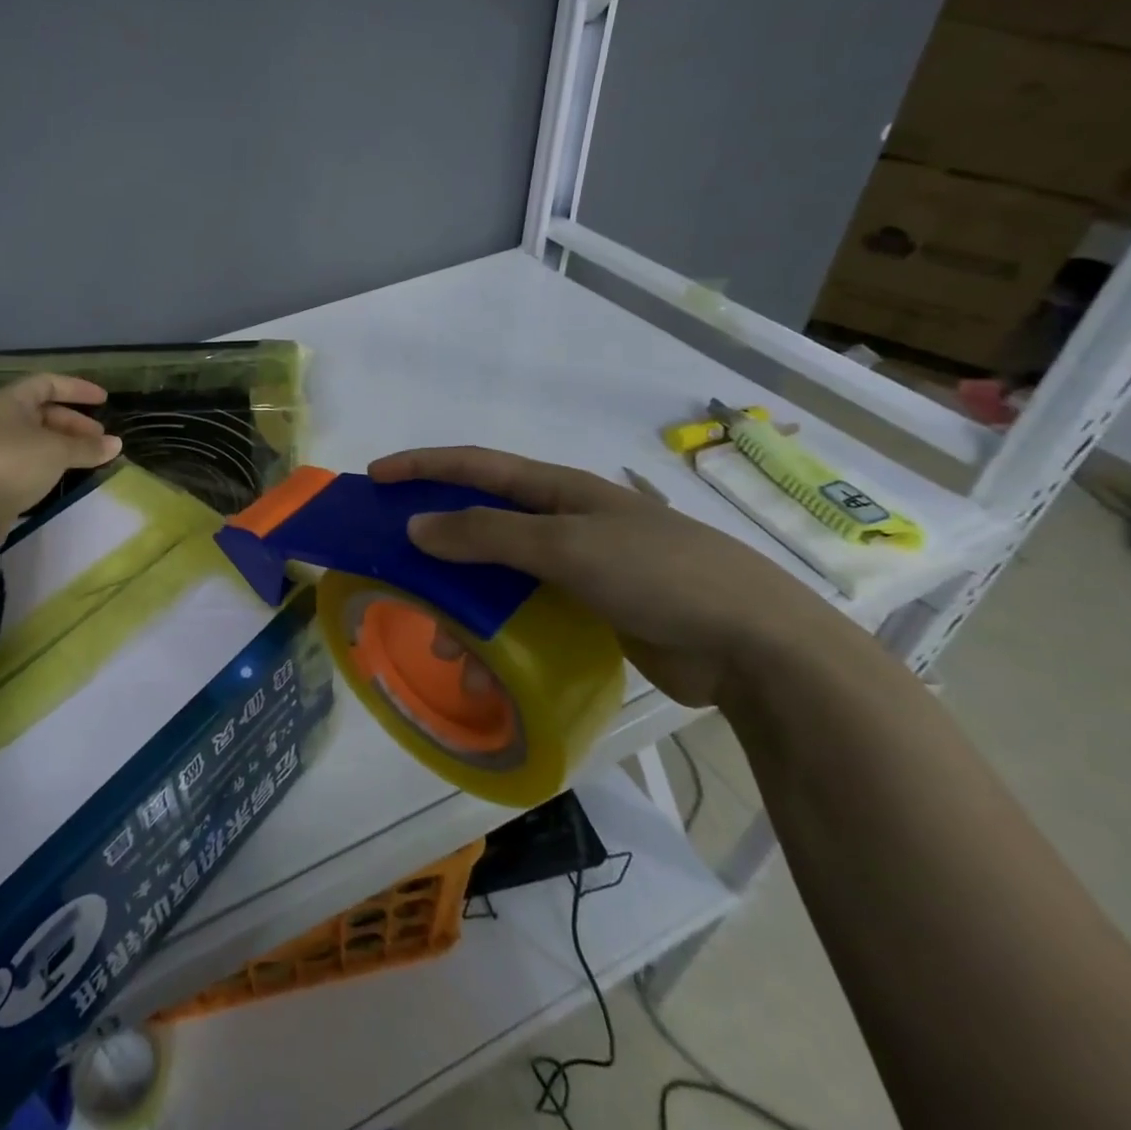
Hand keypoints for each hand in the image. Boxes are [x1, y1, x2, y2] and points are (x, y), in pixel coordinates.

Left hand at [0, 374, 121, 538]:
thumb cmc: (15, 463)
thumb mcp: (57, 451)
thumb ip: (88, 447)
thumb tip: (117, 444)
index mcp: (10, 401)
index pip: (48, 383)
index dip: (77, 389)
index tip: (103, 400)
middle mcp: (0, 418)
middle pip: (44, 412)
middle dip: (76, 423)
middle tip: (101, 438)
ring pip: (39, 437)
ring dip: (66, 444)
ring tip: (92, 456)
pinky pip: (31, 457)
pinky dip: (53, 460)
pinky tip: (69, 471)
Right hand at [368, 447, 854, 706]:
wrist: (756, 645)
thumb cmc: (658, 573)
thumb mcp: (565, 545)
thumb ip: (486, 534)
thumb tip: (415, 526)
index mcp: (558, 490)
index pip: (474, 466)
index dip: (422, 466)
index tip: (374, 478)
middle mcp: (563, 521)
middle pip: (480, 521)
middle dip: (434, 543)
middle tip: (393, 566)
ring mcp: (579, 567)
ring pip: (499, 575)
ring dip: (463, 602)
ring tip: (443, 641)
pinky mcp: (591, 610)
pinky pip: (525, 613)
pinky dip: (496, 632)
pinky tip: (484, 664)